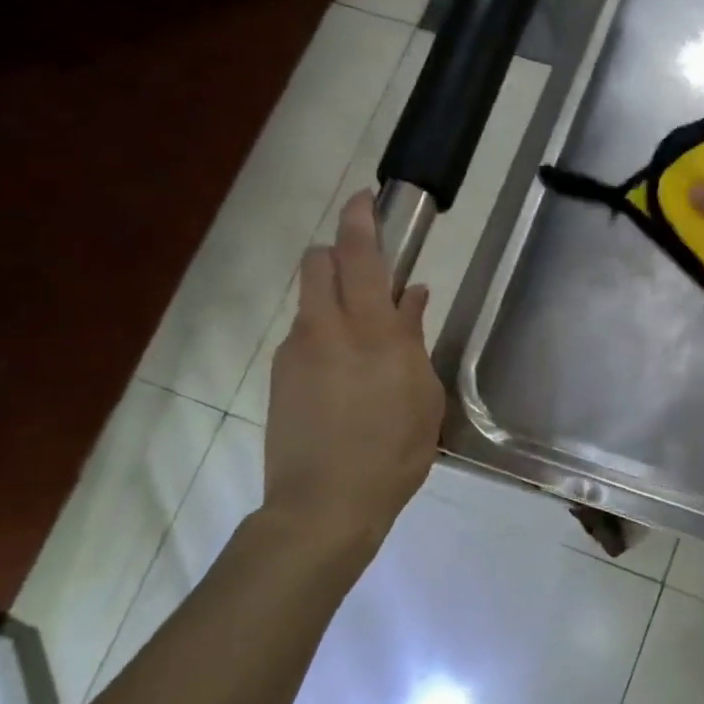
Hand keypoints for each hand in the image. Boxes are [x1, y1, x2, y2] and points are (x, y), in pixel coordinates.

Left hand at [263, 191, 443, 561]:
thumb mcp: (423, 395)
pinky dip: (325, 336)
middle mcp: (326, 328)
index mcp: (371, 330)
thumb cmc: (394, 452)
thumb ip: (414, 338)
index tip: (366, 197)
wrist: (324, 505)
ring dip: (334, 300)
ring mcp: (296, 351)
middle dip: (339, 252)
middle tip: (369, 273)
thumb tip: (412, 296)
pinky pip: (304, 336)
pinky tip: (344, 378)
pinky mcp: (279, 376)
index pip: (361, 255)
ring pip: (311, 300)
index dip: (361, 219)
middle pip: (319, 263)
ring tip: (364, 342)